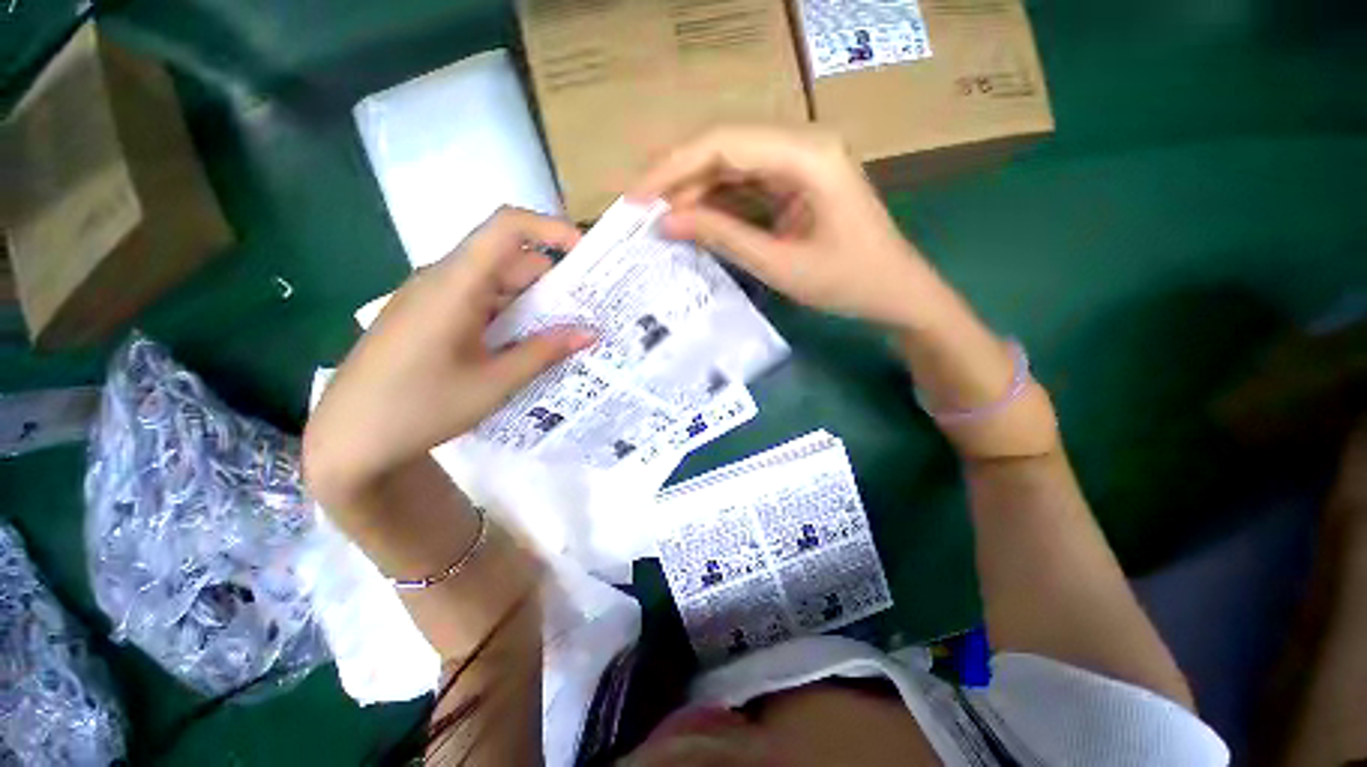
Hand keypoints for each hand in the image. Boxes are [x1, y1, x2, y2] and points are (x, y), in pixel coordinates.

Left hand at [304, 207, 593, 504]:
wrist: (347, 439)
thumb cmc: (420, 409)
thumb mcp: (494, 383)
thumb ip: (544, 352)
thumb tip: (590, 333)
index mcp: (455, 284)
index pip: (507, 228)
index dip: (550, 229)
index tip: (586, 255)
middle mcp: (442, 279)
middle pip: (508, 259)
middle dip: (553, 279)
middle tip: (590, 310)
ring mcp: (432, 298)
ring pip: (495, 283)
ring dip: (533, 302)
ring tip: (567, 331)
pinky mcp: (428, 316)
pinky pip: (478, 302)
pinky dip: (510, 315)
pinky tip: (527, 344)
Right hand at [631, 126, 934, 327]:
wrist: (895, 293)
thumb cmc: (848, 282)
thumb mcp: (780, 264)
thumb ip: (723, 238)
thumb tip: (667, 223)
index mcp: (807, 155)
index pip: (724, 144)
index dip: (673, 168)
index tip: (636, 199)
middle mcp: (802, 145)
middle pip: (725, 148)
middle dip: (679, 179)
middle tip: (642, 212)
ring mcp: (799, 164)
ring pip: (732, 167)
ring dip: (696, 192)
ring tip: (662, 221)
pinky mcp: (796, 185)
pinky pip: (746, 186)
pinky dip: (718, 205)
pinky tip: (695, 222)